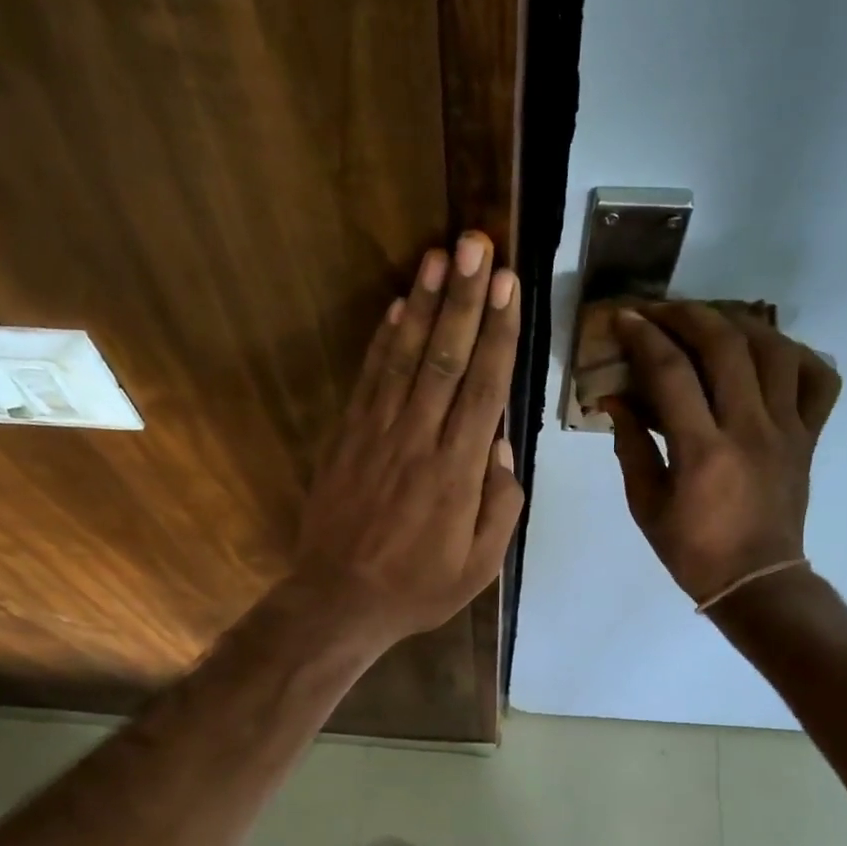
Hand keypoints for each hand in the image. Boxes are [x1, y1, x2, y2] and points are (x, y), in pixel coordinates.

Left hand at [290, 231, 523, 648]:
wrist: (339, 600)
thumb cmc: (418, 587)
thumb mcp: (480, 564)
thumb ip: (500, 503)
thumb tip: (500, 445)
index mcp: (457, 472)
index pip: (483, 388)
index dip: (497, 333)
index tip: (507, 285)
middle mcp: (418, 440)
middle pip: (445, 358)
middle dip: (464, 299)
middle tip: (477, 245)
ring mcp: (377, 434)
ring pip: (405, 358)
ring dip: (424, 304)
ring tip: (439, 256)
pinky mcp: (347, 437)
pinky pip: (369, 379)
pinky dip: (384, 339)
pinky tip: (398, 306)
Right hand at [607, 303, 840, 605]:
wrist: (757, 581)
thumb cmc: (692, 550)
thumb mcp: (645, 504)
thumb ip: (631, 446)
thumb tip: (615, 400)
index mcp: (703, 451)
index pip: (672, 373)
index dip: (644, 337)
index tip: (623, 318)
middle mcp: (750, 429)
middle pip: (726, 346)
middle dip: (688, 315)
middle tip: (661, 311)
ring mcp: (787, 430)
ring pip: (774, 350)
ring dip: (738, 323)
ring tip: (710, 321)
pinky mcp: (809, 436)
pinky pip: (818, 380)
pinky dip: (796, 354)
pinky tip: (768, 352)